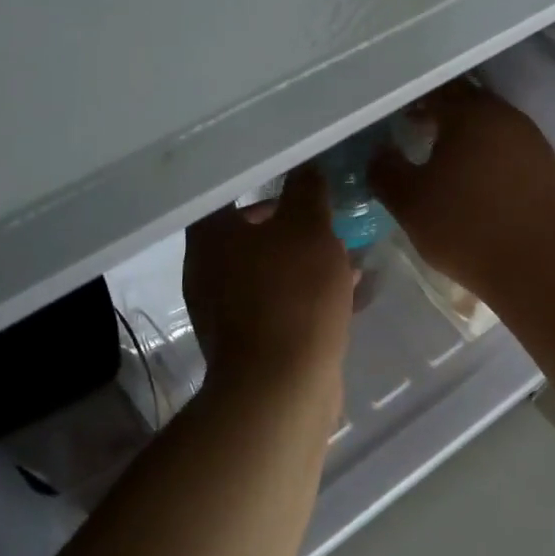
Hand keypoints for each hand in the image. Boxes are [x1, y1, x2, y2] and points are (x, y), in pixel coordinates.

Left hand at [183, 168, 354, 398]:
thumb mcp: (309, 228)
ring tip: (347, 256)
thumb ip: (307, 192)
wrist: (283, 386)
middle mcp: (207, 272)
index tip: (300, 182)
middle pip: (251, 235)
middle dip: (294, 227)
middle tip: (329, 219)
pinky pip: (280, 304)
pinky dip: (306, 294)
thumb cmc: (292, 293)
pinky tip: (347, 293)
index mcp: (210, 238)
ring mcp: (224, 311)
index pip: (229, 194)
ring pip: (270, 271)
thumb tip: (306, 169)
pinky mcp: (248, 342)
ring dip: (305, 262)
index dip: (265, 184)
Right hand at [369, 81, 554, 305]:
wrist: (543, 267)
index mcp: (471, 113)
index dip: (412, 102)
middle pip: (468, 104)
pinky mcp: (549, 169)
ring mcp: (533, 141)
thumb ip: (385, 171)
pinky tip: (479, 184)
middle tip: (417, 133)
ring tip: (446, 162)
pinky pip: (511, 150)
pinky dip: (490, 157)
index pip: (435, 91)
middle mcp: (506, 116)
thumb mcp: (410, 203)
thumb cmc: (468, 228)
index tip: (396, 119)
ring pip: (492, 127)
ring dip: (468, 137)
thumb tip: (379, 152)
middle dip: (441, 115)